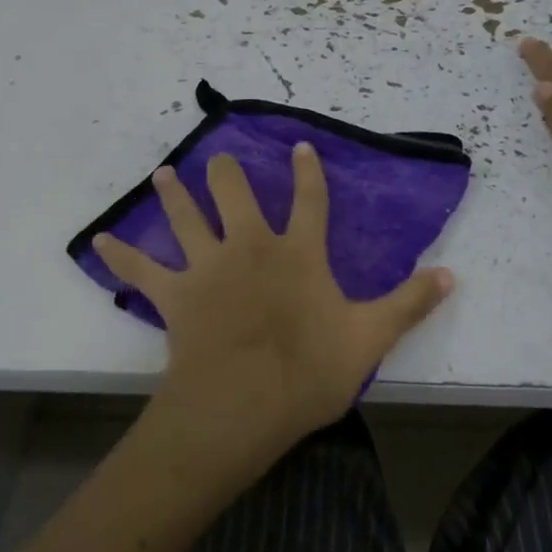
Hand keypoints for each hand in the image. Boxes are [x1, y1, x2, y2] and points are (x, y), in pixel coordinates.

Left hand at [94, 146, 453, 485]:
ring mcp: (207, 266)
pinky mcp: (174, 295)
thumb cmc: (308, 370)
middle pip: (235, 194)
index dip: (307, 173)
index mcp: (297, 252)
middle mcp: (250, 246)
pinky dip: (120, 255)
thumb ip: (410, 302)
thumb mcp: (370, 337)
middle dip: (227, 173)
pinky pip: (141, 269)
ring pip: (186, 217)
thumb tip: (453, 274)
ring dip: (173, 194)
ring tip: (163, 174)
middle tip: (219, 157)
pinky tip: (98, 242)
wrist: (242, 404)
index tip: (300, 147)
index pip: (310, 201)